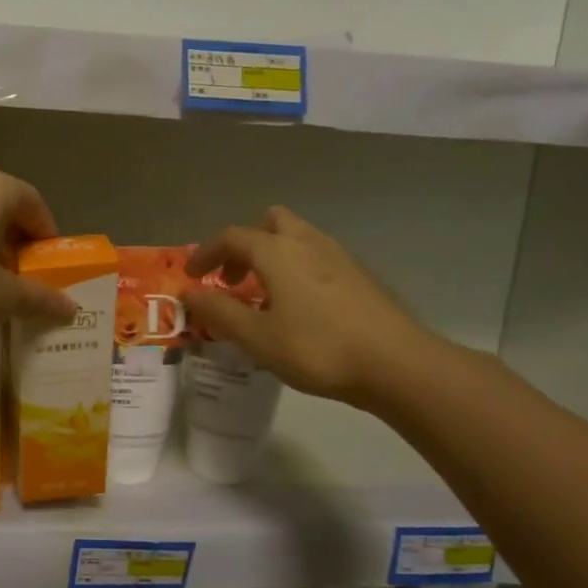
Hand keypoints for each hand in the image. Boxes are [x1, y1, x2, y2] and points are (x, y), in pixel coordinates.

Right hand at [183, 206, 441, 410]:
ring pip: (297, 238)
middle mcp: (308, 243)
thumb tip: (189, 292)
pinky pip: (316, 258)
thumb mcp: (258, 337)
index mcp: (278, 252)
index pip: (232, 237)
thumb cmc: (318, 348)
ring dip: (272, 257)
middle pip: (270, 222)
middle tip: (233, 277)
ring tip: (263, 296)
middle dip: (244, 244)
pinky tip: (298, 309)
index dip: (206, 252)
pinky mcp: (360, 276)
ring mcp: (339, 257)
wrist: (398, 365)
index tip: (191, 276)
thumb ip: (220, 312)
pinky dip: (296, 270)